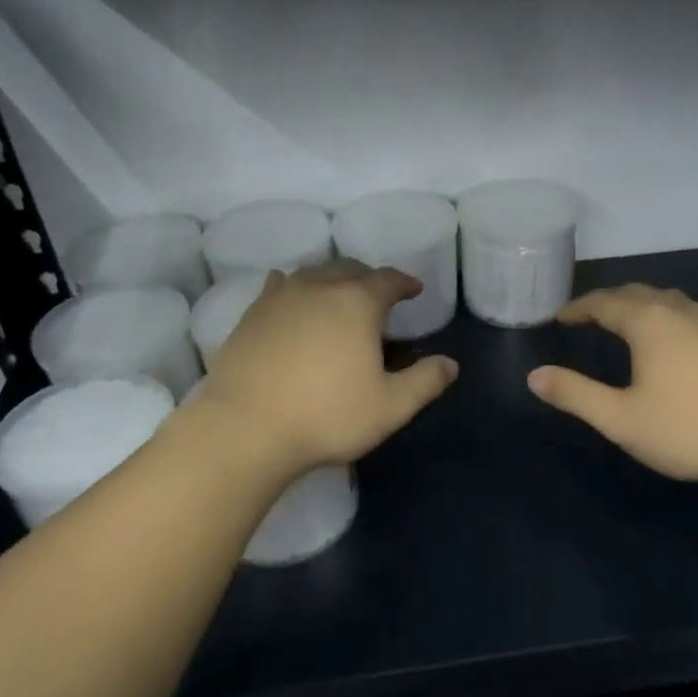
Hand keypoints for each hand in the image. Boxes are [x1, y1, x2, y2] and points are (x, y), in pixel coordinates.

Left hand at [197, 262, 457, 474]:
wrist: (246, 428)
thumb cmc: (327, 416)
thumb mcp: (390, 407)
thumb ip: (425, 382)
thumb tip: (450, 364)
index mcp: (357, 303)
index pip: (388, 279)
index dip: (404, 283)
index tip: (413, 290)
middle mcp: (318, 288)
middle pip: (349, 268)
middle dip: (369, 277)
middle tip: (378, 295)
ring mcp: (280, 298)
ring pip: (312, 274)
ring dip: (332, 280)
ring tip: (339, 297)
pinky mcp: (251, 315)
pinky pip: (278, 287)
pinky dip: (294, 288)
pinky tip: (292, 298)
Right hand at [528, 284, 697, 491]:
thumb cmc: (688, 429)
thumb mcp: (620, 419)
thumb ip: (575, 395)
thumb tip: (535, 376)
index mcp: (649, 322)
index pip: (604, 302)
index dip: (578, 308)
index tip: (559, 318)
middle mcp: (679, 311)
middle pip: (636, 293)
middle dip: (606, 302)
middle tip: (585, 318)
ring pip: (665, 300)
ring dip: (637, 305)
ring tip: (621, 323)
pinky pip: (685, 312)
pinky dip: (662, 315)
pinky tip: (667, 339)